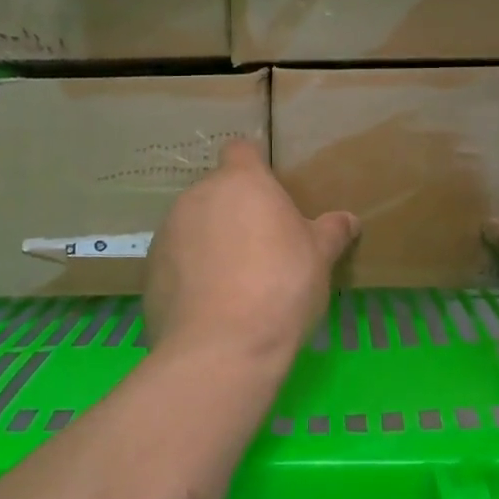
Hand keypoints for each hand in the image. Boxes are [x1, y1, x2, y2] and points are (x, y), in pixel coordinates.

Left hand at [143, 139, 359, 364]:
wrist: (221, 347)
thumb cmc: (281, 286)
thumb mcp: (320, 257)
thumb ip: (332, 232)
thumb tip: (348, 220)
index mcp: (241, 182)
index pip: (241, 150)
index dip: (254, 168)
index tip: (269, 195)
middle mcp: (198, 196)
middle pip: (218, 192)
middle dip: (235, 212)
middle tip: (262, 247)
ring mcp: (168, 232)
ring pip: (194, 225)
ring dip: (210, 241)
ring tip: (235, 282)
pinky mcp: (150, 269)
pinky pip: (176, 260)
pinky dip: (190, 273)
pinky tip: (210, 305)